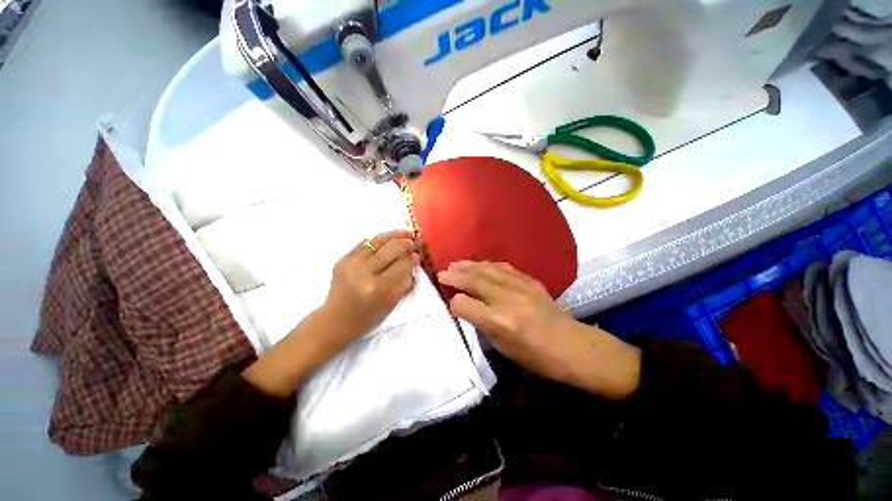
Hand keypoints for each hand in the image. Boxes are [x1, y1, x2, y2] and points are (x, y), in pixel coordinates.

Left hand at [243, 230, 418, 396]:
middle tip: (415, 241)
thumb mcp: (392, 302)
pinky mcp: (342, 259)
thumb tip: (414, 258)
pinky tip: (387, 239)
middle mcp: (363, 272)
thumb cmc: (367, 316)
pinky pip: (364, 243)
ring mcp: (351, 263)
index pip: (401, 265)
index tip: (418, 253)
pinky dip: (378, 240)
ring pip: (377, 241)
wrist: (336, 319)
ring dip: (394, 235)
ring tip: (405, 233)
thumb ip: (405, 280)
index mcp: (378, 287)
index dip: (412, 257)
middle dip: (406, 243)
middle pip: (391, 249)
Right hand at [437, 261, 577, 382]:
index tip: (450, 303)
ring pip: (488, 270)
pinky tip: (480, 264)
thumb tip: (466, 307)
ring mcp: (521, 287)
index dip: (454, 303)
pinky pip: (504, 267)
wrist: (573, 347)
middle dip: (455, 276)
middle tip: (442, 272)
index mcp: (500, 322)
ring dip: (469, 266)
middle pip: (474, 281)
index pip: (465, 305)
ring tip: (455, 264)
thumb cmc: (537, 358)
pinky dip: (488, 265)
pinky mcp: (531, 281)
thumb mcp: (504, 349)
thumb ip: (483, 324)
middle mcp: (508, 300)